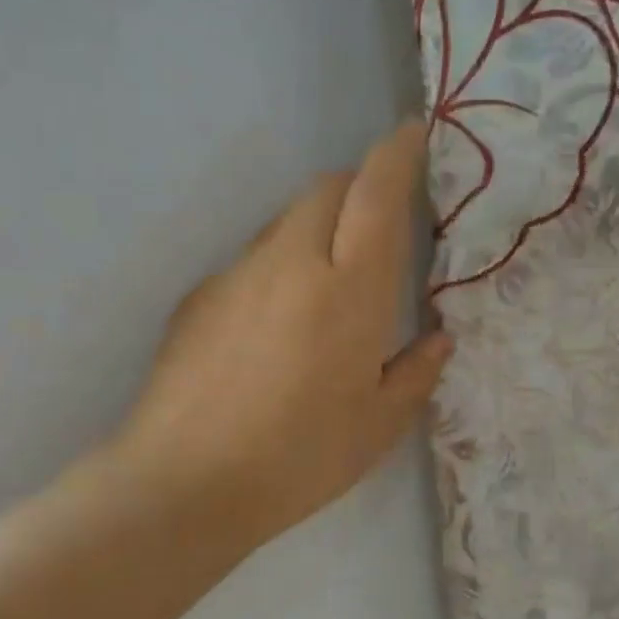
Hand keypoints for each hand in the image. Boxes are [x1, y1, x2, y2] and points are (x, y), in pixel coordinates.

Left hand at [91, 121, 450, 550]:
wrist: (183, 484)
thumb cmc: (299, 458)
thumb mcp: (379, 426)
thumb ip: (416, 372)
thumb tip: (436, 338)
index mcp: (349, 289)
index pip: (375, 192)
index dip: (397, 153)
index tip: (412, 134)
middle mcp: (291, 262)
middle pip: (326, 189)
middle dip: (358, 188)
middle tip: (378, 229)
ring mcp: (236, 274)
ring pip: (286, 221)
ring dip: (316, 229)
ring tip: (326, 290)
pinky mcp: (198, 296)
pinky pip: (251, 261)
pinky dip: (277, 268)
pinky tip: (274, 331)